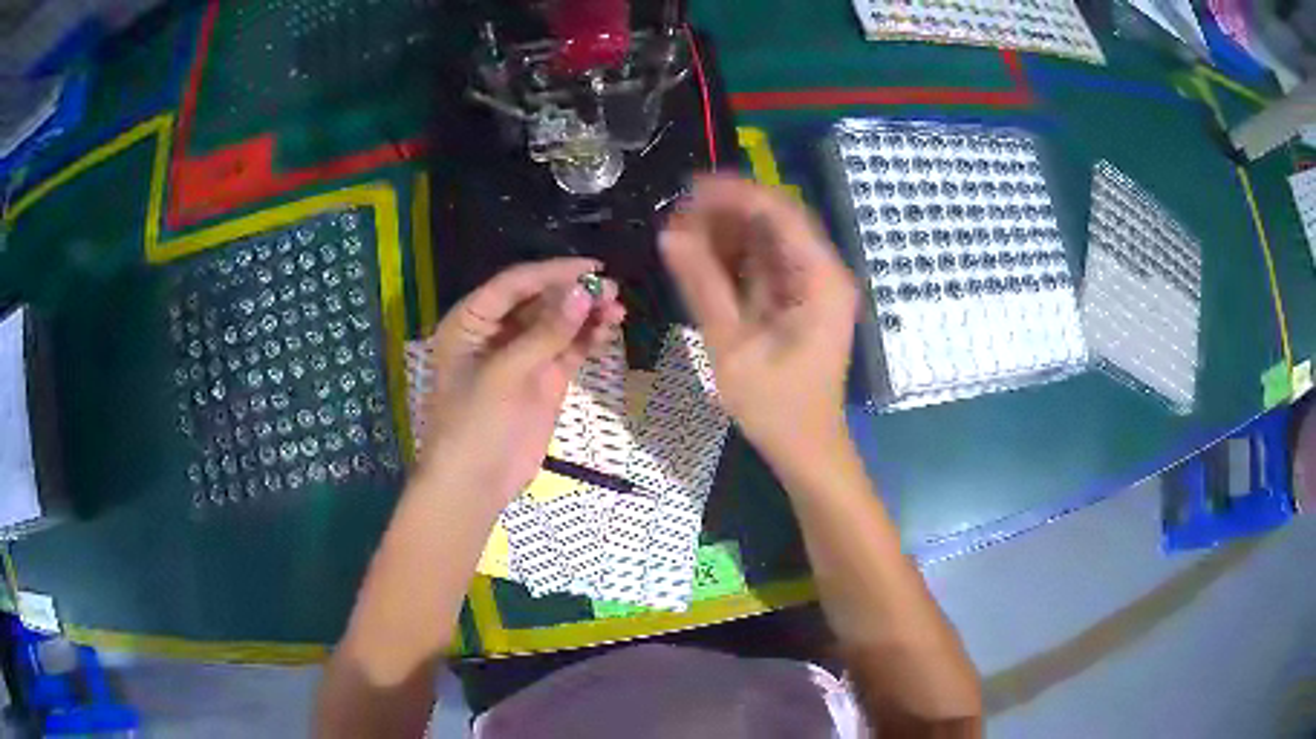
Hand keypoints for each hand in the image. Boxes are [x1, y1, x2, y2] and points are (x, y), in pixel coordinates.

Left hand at [418, 258, 624, 502]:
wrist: (475, 484)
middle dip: (574, 293)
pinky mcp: (543, 380)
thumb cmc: (474, 424)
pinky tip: (609, 329)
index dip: (553, 272)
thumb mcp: (504, 374)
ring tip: (618, 309)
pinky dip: (587, 338)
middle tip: (611, 291)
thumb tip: (585, 292)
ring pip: (558, 324)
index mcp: (472, 321)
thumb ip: (545, 333)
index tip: (592, 267)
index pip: (515, 284)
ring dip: (586, 314)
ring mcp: (522, 356)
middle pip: (539, 300)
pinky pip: (568, 349)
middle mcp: (496, 332)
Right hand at [660, 176, 857, 464]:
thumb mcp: (733, 346)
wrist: (806, 449)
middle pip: (776, 220)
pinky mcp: (800, 300)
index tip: (687, 189)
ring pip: (769, 239)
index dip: (733, 193)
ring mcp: (814, 286)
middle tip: (676, 216)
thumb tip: (670, 234)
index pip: (780, 213)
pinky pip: (767, 263)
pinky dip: (735, 257)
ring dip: (727, 232)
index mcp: (821, 280)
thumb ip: (703, 285)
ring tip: (680, 233)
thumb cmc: (776, 406)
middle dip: (726, 212)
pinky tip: (701, 257)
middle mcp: (824, 273)